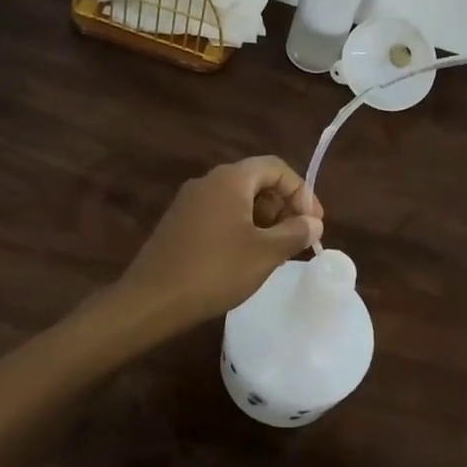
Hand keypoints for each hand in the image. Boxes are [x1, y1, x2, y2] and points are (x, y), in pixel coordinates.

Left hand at [116, 156, 324, 335]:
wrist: (152, 299)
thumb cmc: (215, 270)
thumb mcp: (265, 253)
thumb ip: (295, 233)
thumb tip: (313, 223)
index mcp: (230, 179)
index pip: (275, 167)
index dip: (301, 191)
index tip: (314, 223)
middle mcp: (208, 181)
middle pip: (255, 181)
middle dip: (282, 206)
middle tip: (298, 238)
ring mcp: (189, 202)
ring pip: (236, 199)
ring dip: (262, 219)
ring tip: (276, 251)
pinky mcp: (178, 223)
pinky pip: (218, 214)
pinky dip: (240, 227)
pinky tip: (245, 258)